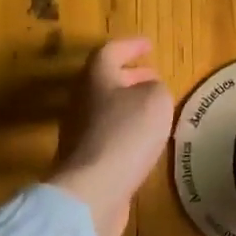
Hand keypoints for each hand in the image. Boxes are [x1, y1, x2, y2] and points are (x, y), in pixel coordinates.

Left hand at [46, 38, 173, 235]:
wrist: (93, 189)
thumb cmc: (126, 134)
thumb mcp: (156, 101)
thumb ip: (156, 89)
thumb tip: (149, 91)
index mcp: (96, 77)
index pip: (111, 51)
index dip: (131, 46)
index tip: (149, 45)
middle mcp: (81, 100)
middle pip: (104, 80)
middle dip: (130, 76)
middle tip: (153, 77)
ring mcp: (79, 131)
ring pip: (105, 107)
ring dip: (128, 104)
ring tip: (153, 109)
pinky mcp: (84, 159)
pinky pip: (107, 134)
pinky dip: (125, 129)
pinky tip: (143, 141)